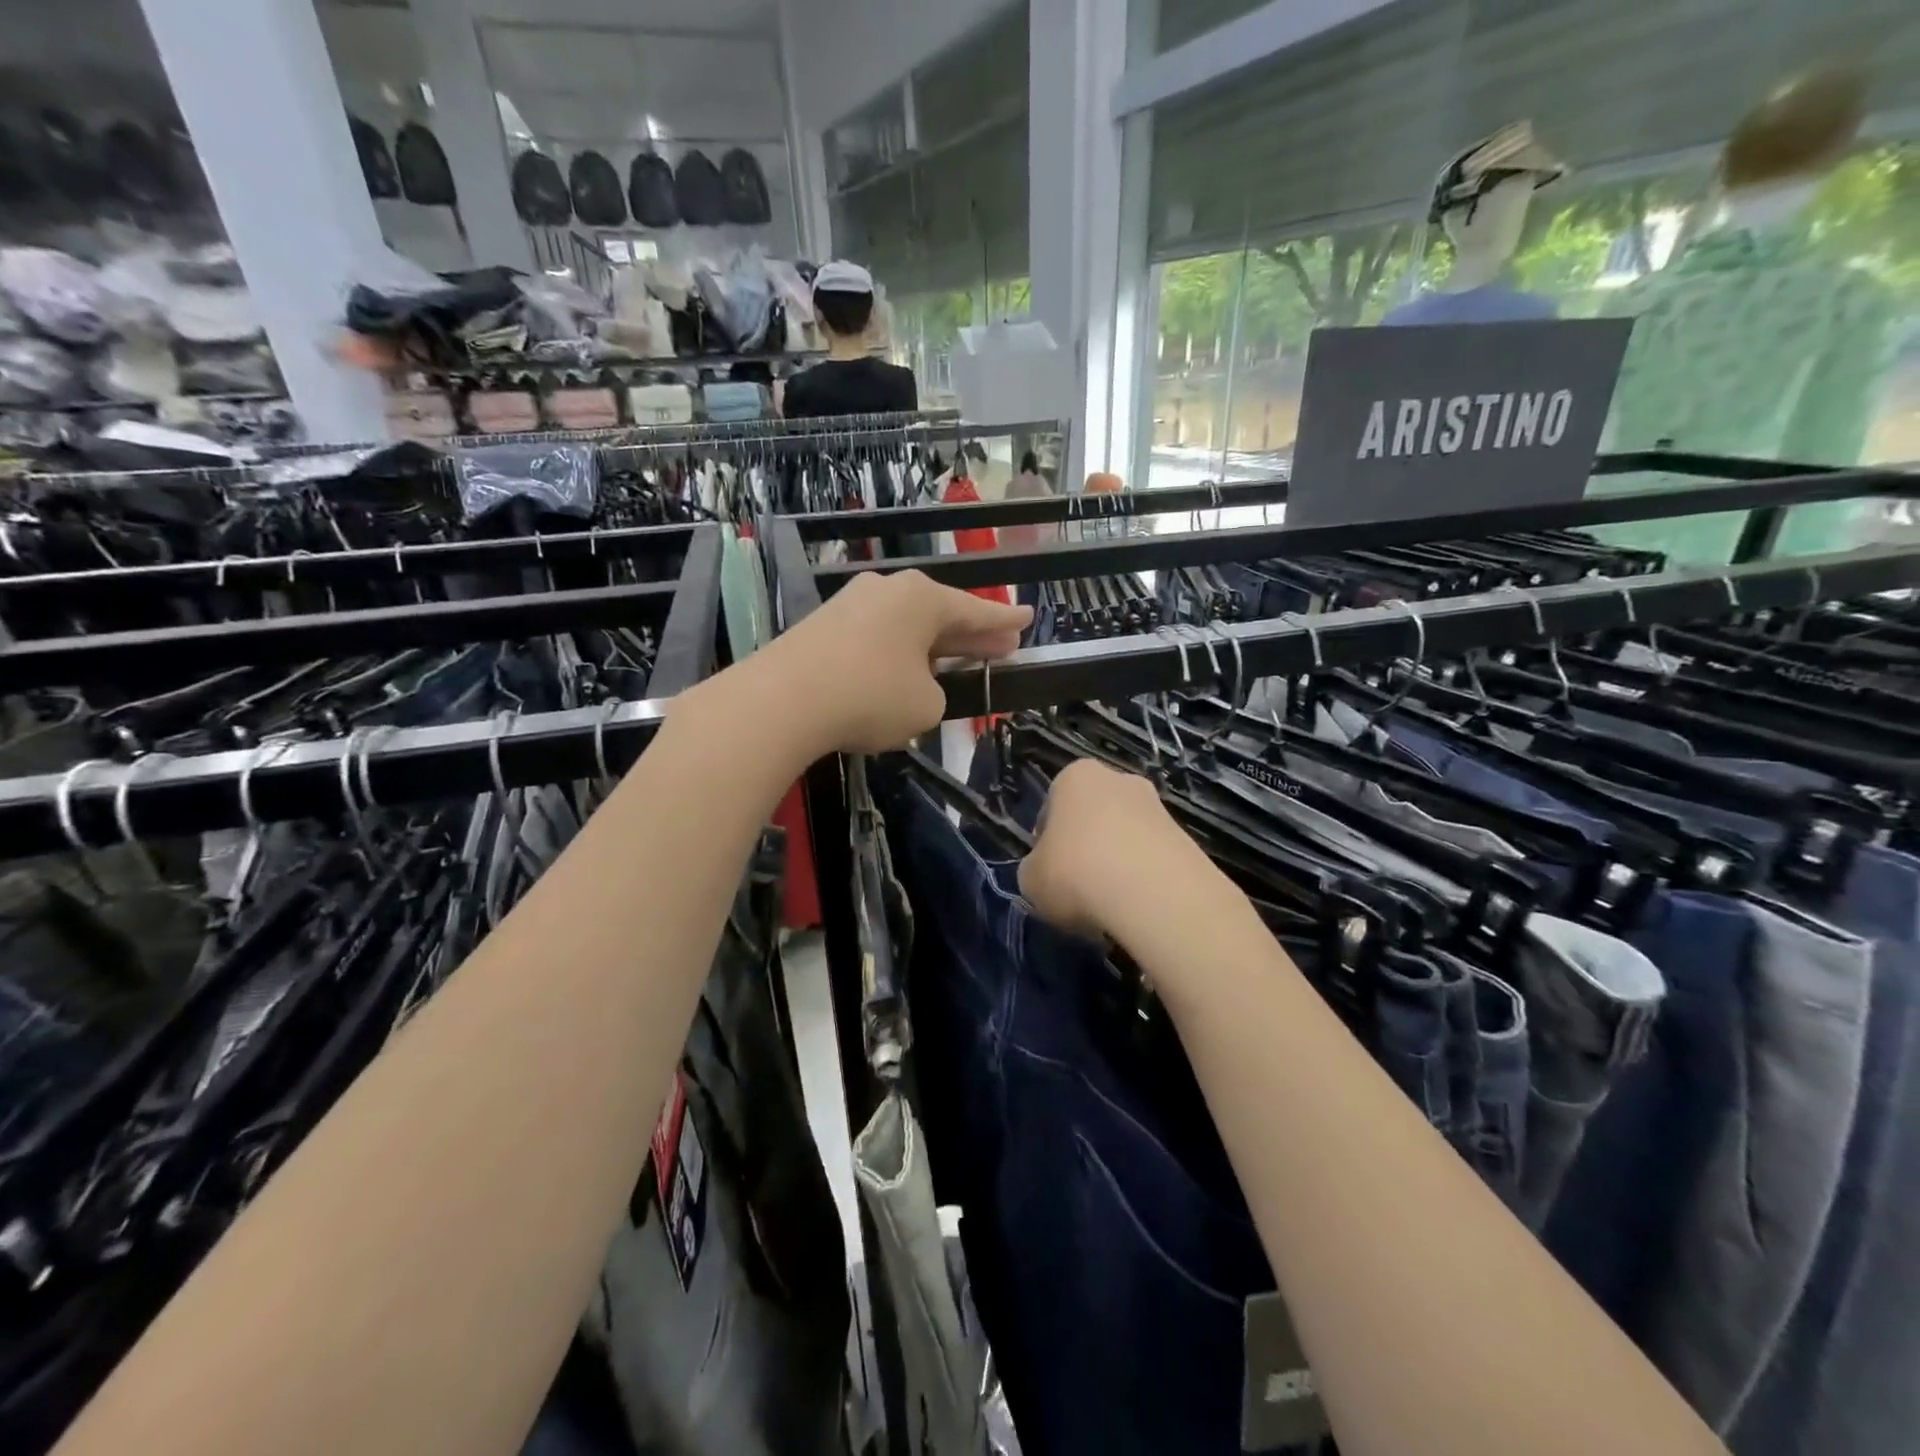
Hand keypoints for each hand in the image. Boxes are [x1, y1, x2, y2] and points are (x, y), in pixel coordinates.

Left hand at [764, 571, 1030, 754]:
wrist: (782, 700)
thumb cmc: (871, 696)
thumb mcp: (926, 706)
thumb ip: (935, 692)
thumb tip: (916, 684)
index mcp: (922, 598)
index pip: (976, 610)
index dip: (1004, 621)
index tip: (1027, 618)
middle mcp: (888, 590)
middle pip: (941, 614)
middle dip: (972, 633)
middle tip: (1001, 645)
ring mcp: (852, 604)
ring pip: (907, 626)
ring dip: (933, 645)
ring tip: (956, 659)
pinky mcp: (823, 627)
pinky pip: (877, 637)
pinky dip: (898, 653)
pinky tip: (904, 670)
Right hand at [1019, 760, 1186, 940]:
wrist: (1153, 893)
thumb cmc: (1076, 873)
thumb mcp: (1030, 879)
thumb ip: (1035, 869)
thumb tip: (1048, 873)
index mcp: (1075, 777)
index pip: (1051, 809)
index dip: (1046, 844)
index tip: (1048, 873)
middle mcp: (1119, 780)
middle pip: (1092, 818)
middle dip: (1086, 849)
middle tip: (1078, 889)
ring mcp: (1157, 807)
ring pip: (1125, 839)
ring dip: (1116, 866)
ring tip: (1109, 907)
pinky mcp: (1186, 838)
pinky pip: (1152, 860)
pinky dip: (1143, 881)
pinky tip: (1136, 909)